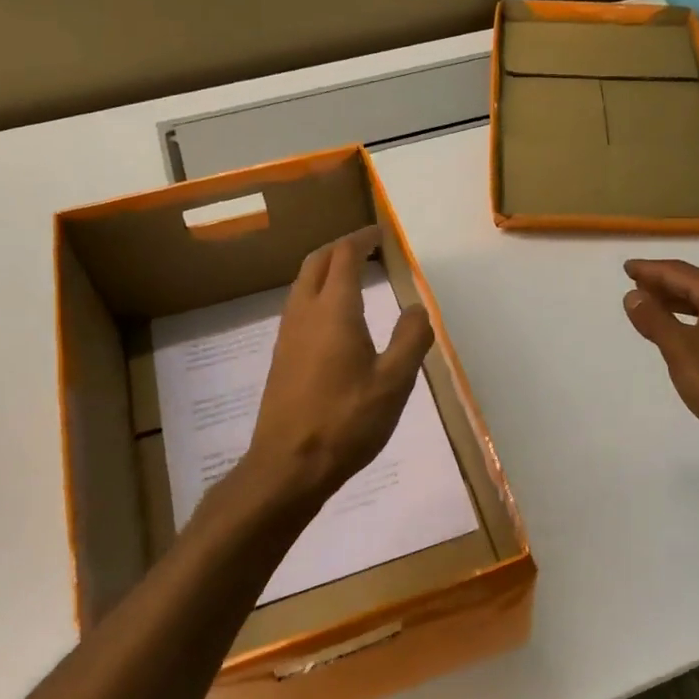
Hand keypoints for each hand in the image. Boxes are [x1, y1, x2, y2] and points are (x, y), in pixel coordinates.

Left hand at [245, 226, 434, 505]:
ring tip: (352, 274)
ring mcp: (287, 335)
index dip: (363, 238)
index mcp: (334, 311)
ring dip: (325, 269)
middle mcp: (305, 313)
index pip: (344, 256)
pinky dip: (317, 293)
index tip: (381, 234)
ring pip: (302, 284)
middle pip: (316, 262)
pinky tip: (334, 317)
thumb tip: (417, 308)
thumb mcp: (394, 383)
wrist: (289, 465)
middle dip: (341, 246)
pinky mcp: (281, 357)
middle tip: (367, 246)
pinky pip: (298, 307)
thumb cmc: (347, 421)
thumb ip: (410, 340)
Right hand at [622, 259, 698, 470]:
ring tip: (650, 305)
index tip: (626, 267)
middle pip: (696, 284)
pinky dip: (692, 320)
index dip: (650, 270)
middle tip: (634, 283)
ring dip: (677, 303)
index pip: (680, 272)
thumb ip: (654, 319)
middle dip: (663, 284)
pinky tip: (681, 332)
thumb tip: (633, 294)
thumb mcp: (680, 349)